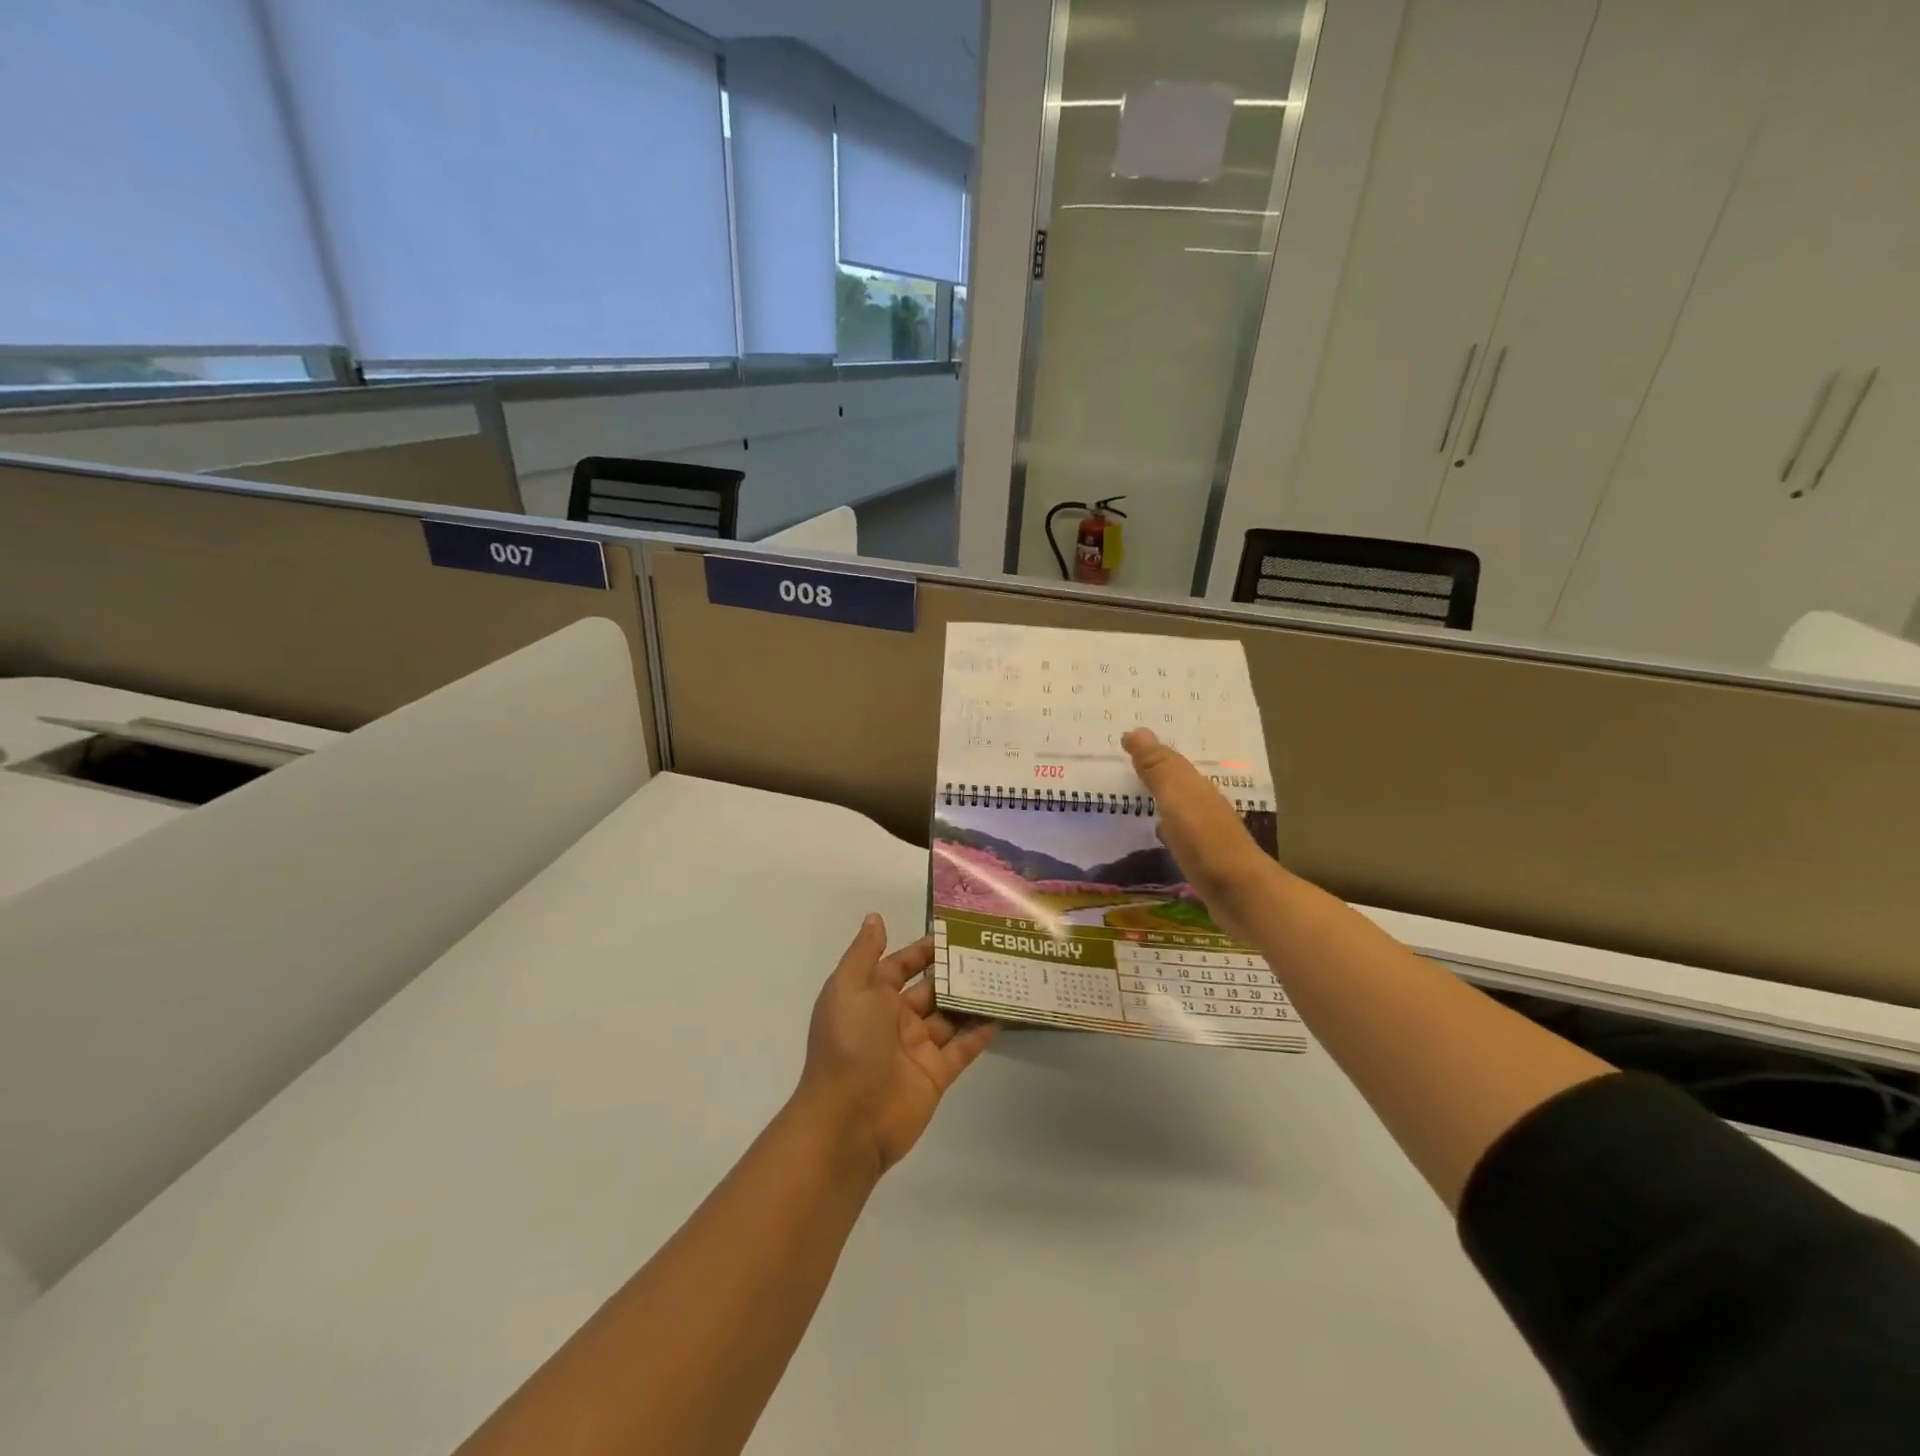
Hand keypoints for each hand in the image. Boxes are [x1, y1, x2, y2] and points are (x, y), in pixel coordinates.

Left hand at [795, 915, 997, 1177]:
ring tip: (1003, 976)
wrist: (848, 1119)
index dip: (922, 950)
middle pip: (929, 989)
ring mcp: (916, 1048)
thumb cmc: (848, 1044)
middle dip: (954, 972)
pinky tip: (1002, 1013)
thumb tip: (874, 918)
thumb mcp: (848, 988)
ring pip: (949, 1016)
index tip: (953, 933)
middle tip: (990, 951)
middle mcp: (894, 1020)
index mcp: (870, 997)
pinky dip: (980, 1032)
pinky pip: (962, 1048)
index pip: (900, 966)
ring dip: (971, 999)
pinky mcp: (936, 1074)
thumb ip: (864, 953)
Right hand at [1123, 727, 1282, 938]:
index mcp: (1197, 788)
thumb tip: (1135, 730)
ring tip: (1132, 794)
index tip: (1121, 742)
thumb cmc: (1205, 841)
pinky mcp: (1204, 859)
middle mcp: (1204, 805)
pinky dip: (1165, 826)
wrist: (1241, 895)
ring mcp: (1206, 833)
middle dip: (1154, 771)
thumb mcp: (1177, 799)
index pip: (1170, 761)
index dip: (1148, 752)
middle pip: (1176, 782)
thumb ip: (1158, 768)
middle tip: (1123, 763)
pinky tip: (1155, 834)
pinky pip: (1178, 833)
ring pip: (1178, 807)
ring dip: (1159, 798)